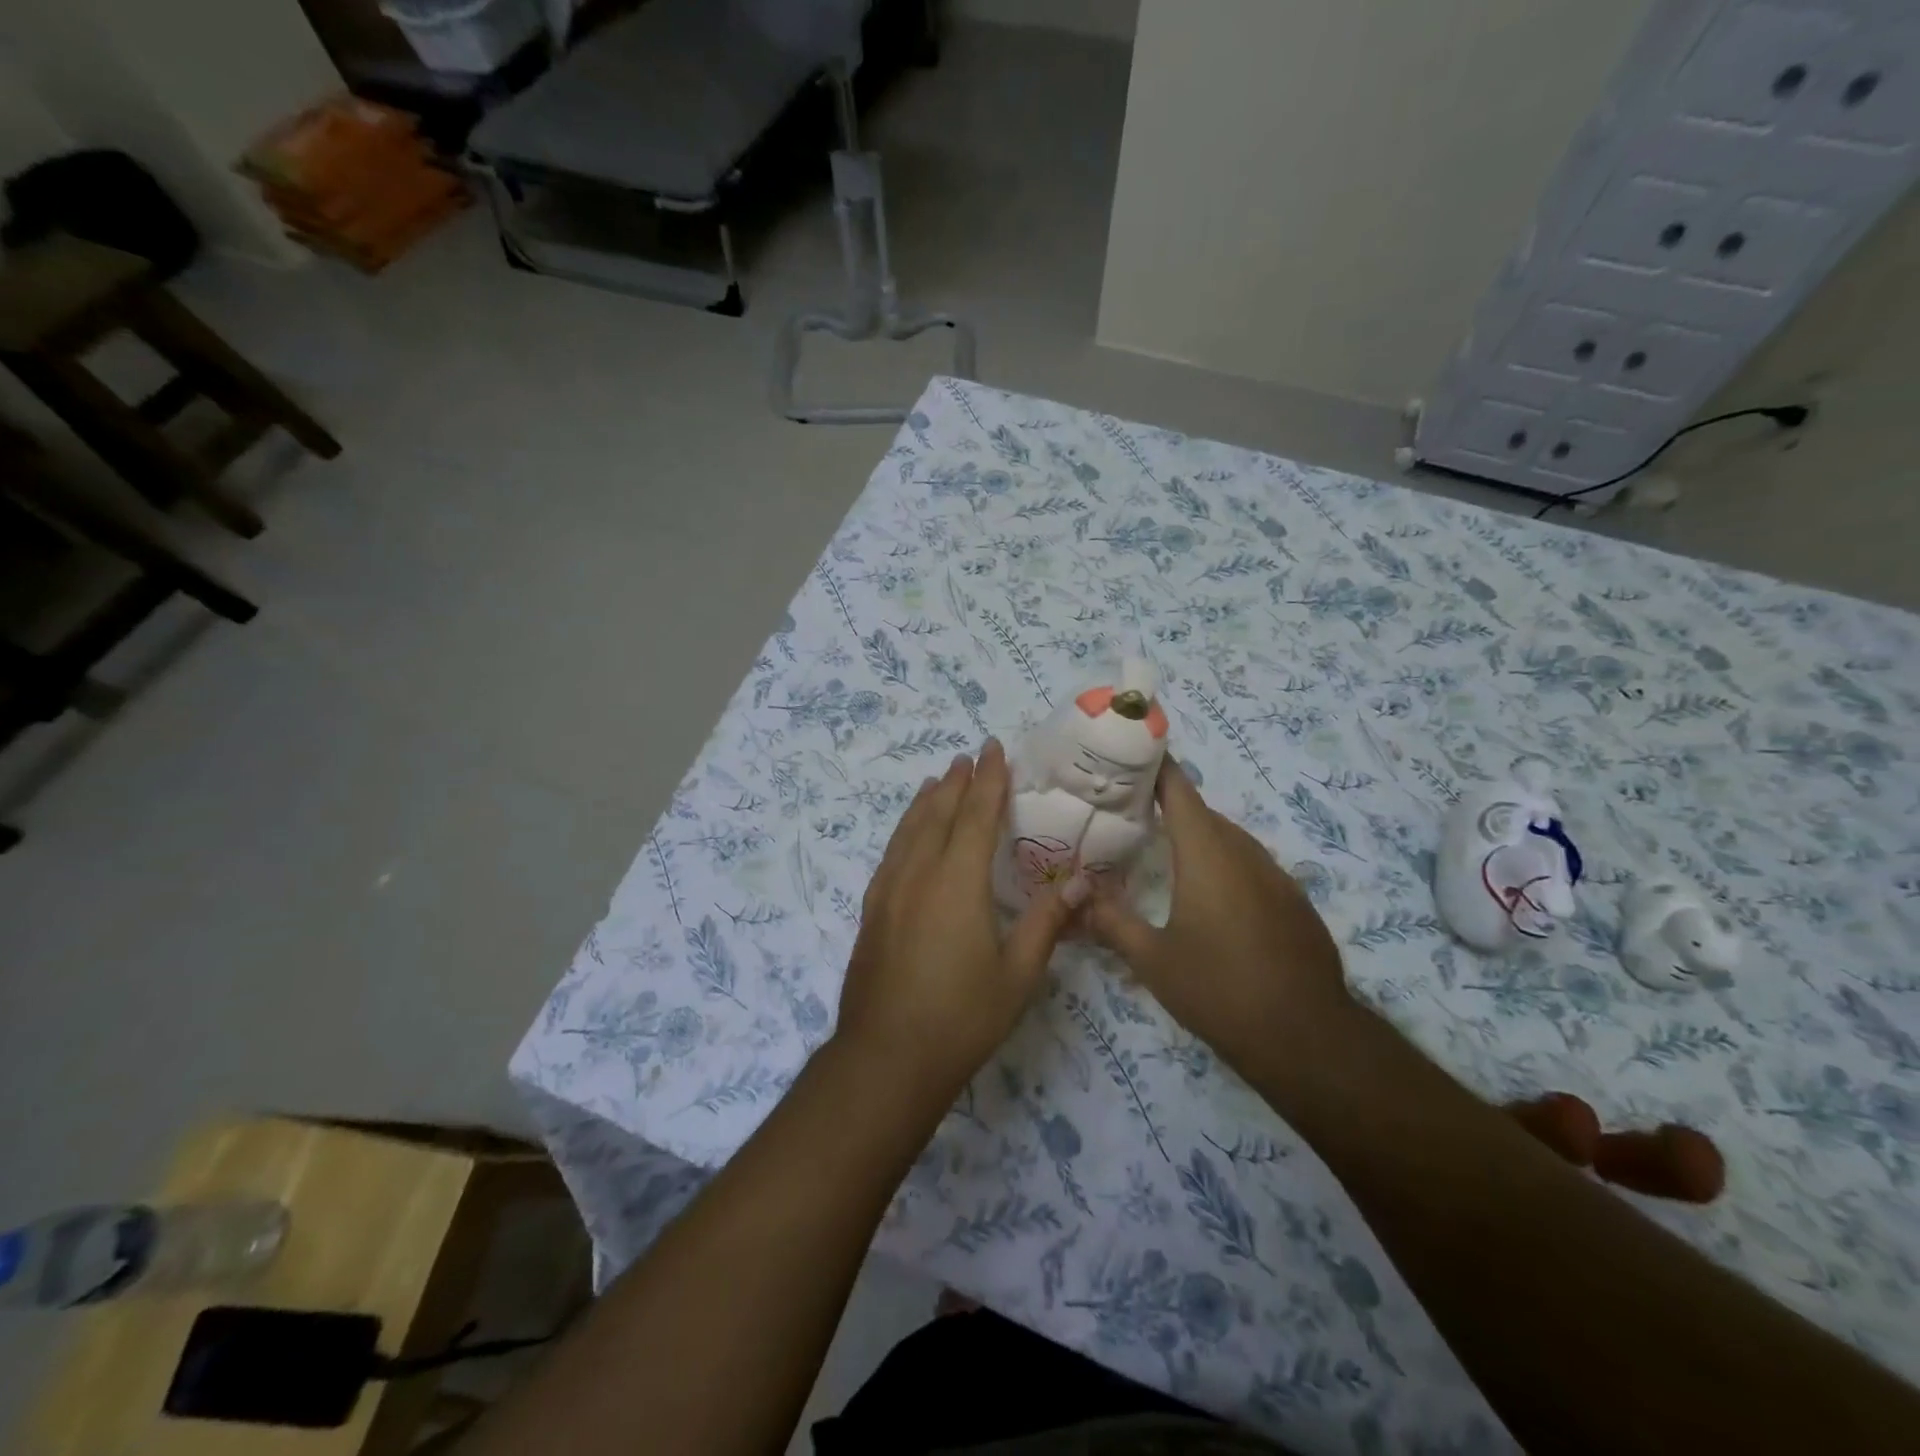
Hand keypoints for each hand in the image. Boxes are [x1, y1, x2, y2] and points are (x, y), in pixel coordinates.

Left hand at [835, 739, 1083, 1102]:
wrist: (885, 1058)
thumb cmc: (961, 1018)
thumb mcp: (1018, 974)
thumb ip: (1048, 922)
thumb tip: (1080, 880)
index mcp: (958, 882)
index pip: (976, 816)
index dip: (988, 780)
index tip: (993, 749)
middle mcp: (919, 874)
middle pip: (938, 814)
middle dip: (956, 782)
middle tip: (969, 757)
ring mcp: (889, 891)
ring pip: (909, 830)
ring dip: (926, 801)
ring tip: (937, 780)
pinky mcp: (872, 911)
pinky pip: (891, 853)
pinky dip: (904, 830)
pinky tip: (908, 835)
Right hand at [1085, 759, 1352, 1071]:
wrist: (1307, 1037)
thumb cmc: (1219, 989)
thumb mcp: (1152, 959)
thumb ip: (1111, 921)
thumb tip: (1076, 897)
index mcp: (1207, 854)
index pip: (1179, 791)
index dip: (1157, 766)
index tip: (1132, 751)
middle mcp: (1244, 853)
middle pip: (1203, 814)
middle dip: (1169, 805)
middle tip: (1130, 810)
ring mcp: (1276, 877)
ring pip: (1230, 840)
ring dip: (1198, 836)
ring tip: (1163, 849)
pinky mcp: (1294, 903)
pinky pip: (1251, 867)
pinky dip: (1224, 864)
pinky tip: (1210, 896)